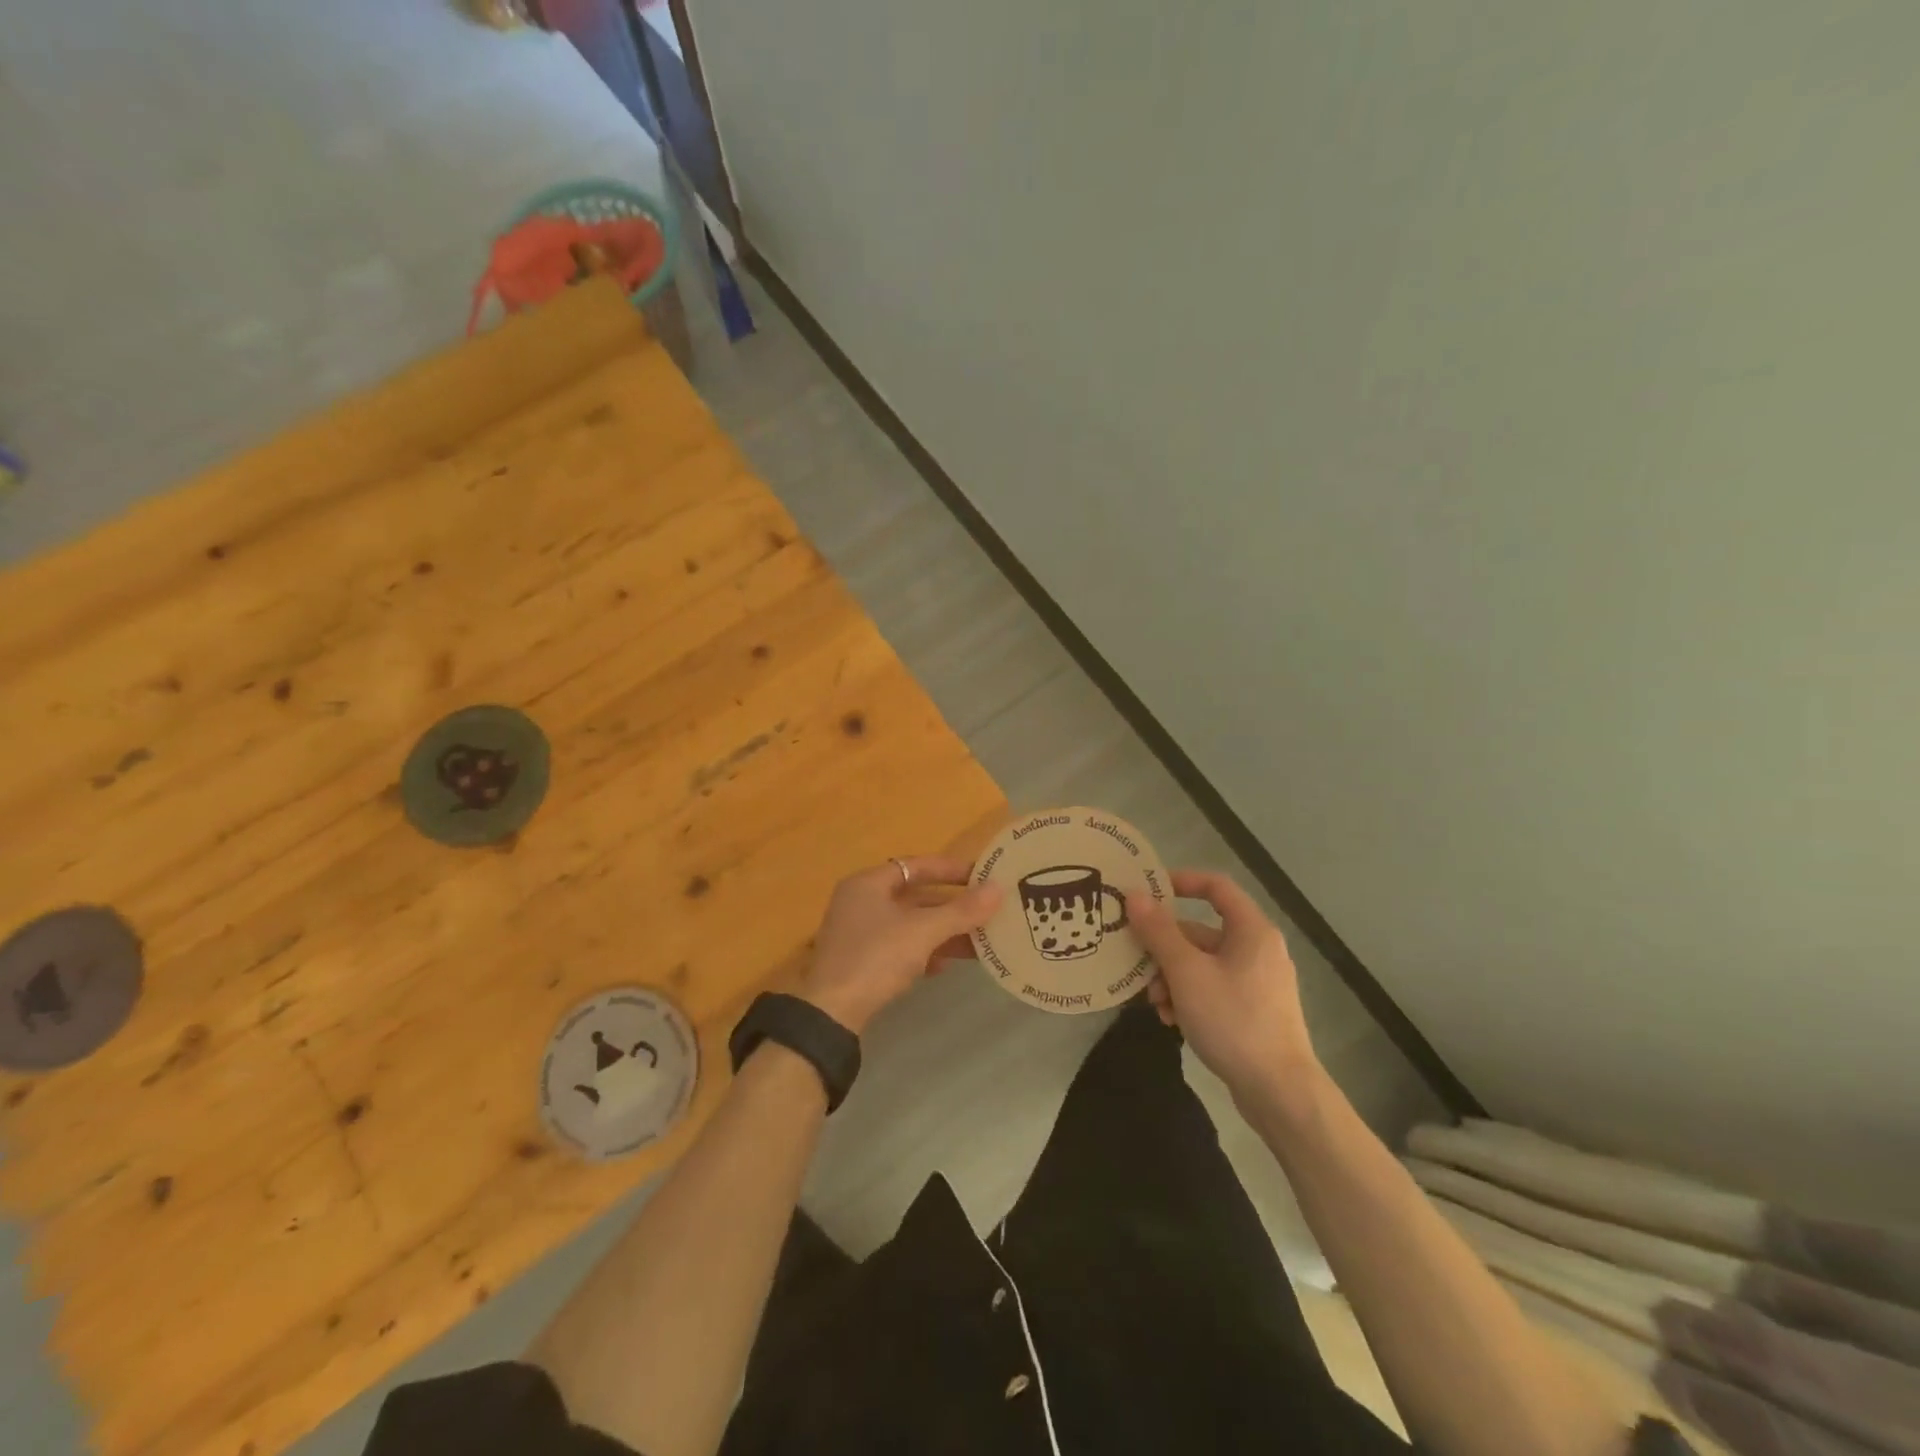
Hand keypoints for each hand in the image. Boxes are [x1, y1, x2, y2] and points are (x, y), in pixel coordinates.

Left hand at [801, 856, 1002, 1034]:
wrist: (831, 1014)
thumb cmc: (875, 959)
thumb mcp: (922, 932)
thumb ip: (961, 911)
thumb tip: (998, 889)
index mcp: (868, 884)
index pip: (916, 866)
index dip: (950, 869)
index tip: (982, 876)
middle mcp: (861, 902)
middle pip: (915, 897)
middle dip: (951, 907)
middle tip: (986, 911)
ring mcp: (859, 933)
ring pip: (910, 925)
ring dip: (942, 932)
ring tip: (978, 941)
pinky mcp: (862, 962)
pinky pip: (900, 948)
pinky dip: (924, 952)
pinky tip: (944, 966)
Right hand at [1127, 869, 1318, 1104]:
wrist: (1280, 1092)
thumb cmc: (1233, 1020)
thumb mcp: (1187, 973)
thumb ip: (1158, 932)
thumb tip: (1134, 894)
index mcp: (1251, 930)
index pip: (1216, 886)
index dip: (1181, 881)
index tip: (1147, 891)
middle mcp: (1258, 949)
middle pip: (1201, 931)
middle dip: (1165, 948)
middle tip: (1137, 964)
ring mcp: (1257, 982)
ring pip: (1202, 964)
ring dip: (1172, 977)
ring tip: (1154, 1003)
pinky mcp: (1254, 1011)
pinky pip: (1213, 989)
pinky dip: (1189, 997)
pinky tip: (1171, 1021)